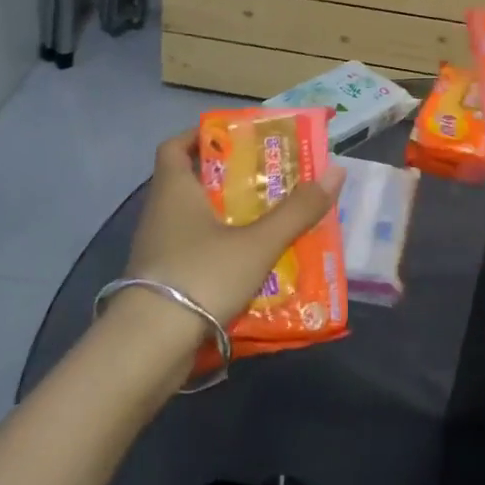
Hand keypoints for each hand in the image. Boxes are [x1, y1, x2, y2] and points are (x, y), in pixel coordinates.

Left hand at [123, 129, 346, 328]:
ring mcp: (157, 251)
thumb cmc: (201, 276)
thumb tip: (336, 171)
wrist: (148, 348)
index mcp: (174, 191)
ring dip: (228, 217)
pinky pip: (194, 253)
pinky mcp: (161, 283)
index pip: (175, 146)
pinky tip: (251, 264)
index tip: (236, 138)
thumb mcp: (258, 243)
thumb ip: (297, 210)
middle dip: (229, 179)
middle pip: (191, 182)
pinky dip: (220, 251)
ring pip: (195, 221)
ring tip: (270, 220)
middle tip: (270, 179)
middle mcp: (160, 214)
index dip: (201, 136)